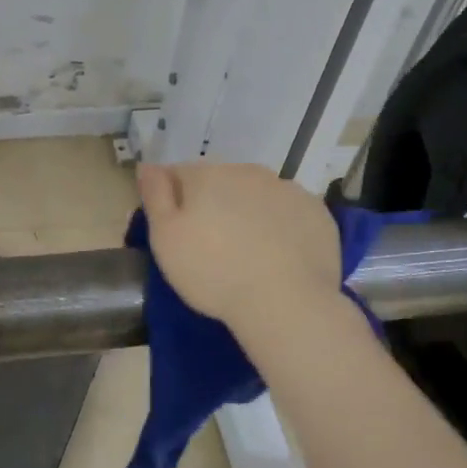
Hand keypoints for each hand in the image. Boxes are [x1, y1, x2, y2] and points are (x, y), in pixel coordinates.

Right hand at [137, 163, 341, 337]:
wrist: (286, 303)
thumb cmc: (213, 272)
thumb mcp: (166, 238)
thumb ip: (155, 195)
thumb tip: (148, 164)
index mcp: (208, 174)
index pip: (179, 175)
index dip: (172, 201)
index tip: (175, 232)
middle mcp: (249, 172)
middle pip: (221, 182)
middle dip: (213, 204)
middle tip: (210, 246)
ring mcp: (288, 190)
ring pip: (257, 196)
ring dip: (248, 213)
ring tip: (247, 254)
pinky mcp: (318, 213)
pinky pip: (289, 214)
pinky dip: (280, 227)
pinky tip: (278, 257)